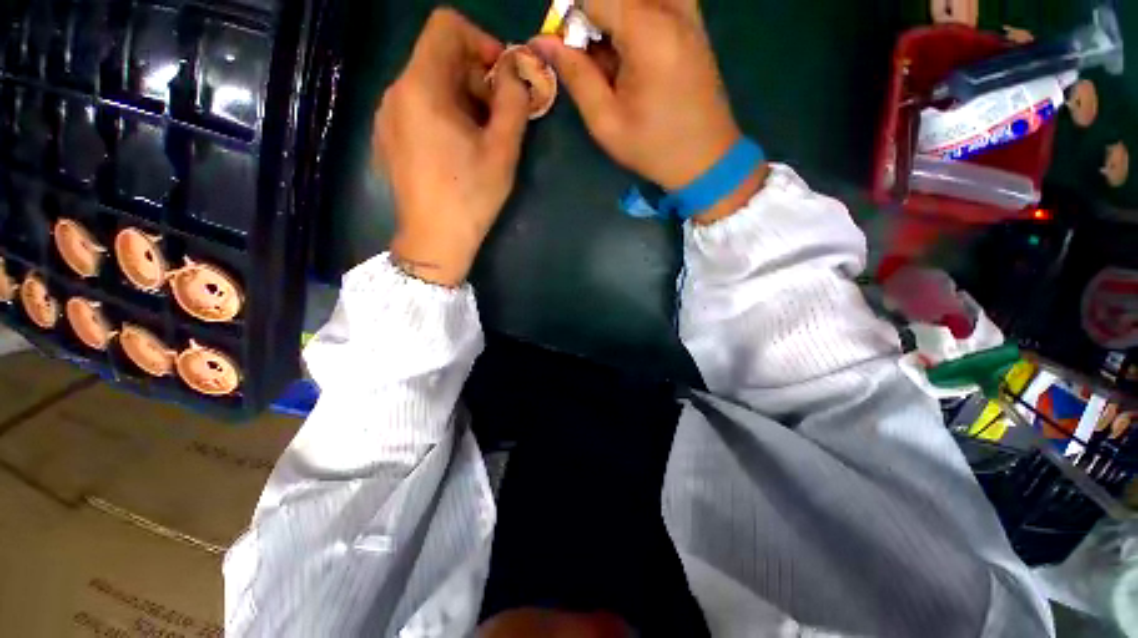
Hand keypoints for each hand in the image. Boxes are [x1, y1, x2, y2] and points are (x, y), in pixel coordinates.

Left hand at [374, 8, 529, 286]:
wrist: (434, 239)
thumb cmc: (471, 195)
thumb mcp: (502, 150)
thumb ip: (514, 102)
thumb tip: (516, 74)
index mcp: (422, 87)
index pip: (446, 27)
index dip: (480, 41)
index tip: (502, 76)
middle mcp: (396, 92)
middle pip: (437, 57)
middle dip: (474, 76)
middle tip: (499, 115)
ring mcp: (387, 116)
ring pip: (428, 84)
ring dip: (461, 98)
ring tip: (481, 137)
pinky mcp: (388, 138)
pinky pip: (417, 108)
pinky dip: (443, 114)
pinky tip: (457, 149)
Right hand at [529, 0, 766, 223]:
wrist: (706, 158)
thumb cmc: (653, 148)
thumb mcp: (606, 121)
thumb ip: (575, 75)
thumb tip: (542, 41)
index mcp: (648, 32)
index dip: (569, 17)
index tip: (565, 51)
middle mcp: (671, 9)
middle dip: (591, 19)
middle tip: (589, 61)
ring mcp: (687, 12)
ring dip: (612, 20)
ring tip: (610, 61)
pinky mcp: (693, 22)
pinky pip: (655, 2)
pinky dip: (633, 19)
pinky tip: (629, 52)